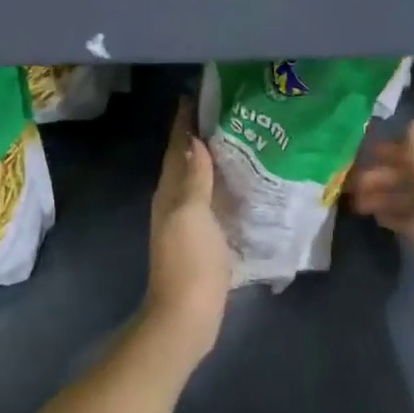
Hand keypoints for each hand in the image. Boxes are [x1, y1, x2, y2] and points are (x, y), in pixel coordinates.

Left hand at [143, 98, 234, 369]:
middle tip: (228, 113)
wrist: (188, 316)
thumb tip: (195, 139)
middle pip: (186, 162)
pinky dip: (223, 188)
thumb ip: (194, 178)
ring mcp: (188, 224)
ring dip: (213, 161)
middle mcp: (174, 203)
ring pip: (199, 182)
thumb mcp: (191, 213)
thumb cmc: (189, 261)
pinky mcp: (203, 241)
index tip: (197, 96)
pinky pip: (212, 203)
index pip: (176, 148)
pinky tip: (243, 187)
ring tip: (241, 142)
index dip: (184, 123)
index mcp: (169, 193)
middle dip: (201, 137)